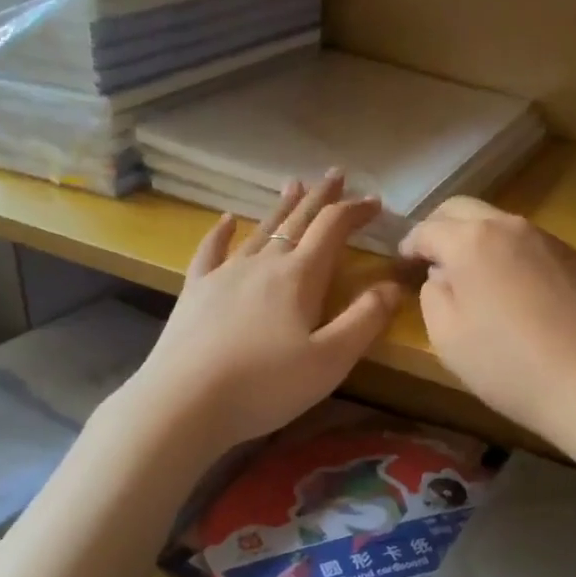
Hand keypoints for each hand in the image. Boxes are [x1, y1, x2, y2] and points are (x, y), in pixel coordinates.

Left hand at [128, 172, 404, 453]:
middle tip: (336, 173)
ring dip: (281, 208)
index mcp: (299, 277)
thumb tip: (392, 284)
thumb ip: (364, 320)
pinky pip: (210, 251)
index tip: (375, 201)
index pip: (332, 229)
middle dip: (320, 197)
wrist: (183, 402)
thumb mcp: (330, 360)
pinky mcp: (195, 292)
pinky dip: (221, 232)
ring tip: (294, 185)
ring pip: (259, 230)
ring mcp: (224, 275)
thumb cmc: (265, 386)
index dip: (356, 211)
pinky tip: (225, 220)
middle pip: (297, 221)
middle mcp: (263, 264)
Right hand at [399, 197, 575, 441]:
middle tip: (432, 257)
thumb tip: (441, 275)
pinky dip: (515, 258)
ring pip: (503, 225)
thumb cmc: (505, 364)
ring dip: (481, 241)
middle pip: (464, 209)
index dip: (409, 245)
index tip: (402, 263)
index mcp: (470, 242)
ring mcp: (550, 240)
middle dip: (441, 227)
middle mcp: (511, 227)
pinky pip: (535, 247)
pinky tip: (521, 294)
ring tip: (477, 276)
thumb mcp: (446, 336)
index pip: (427, 229)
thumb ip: (432, 294)